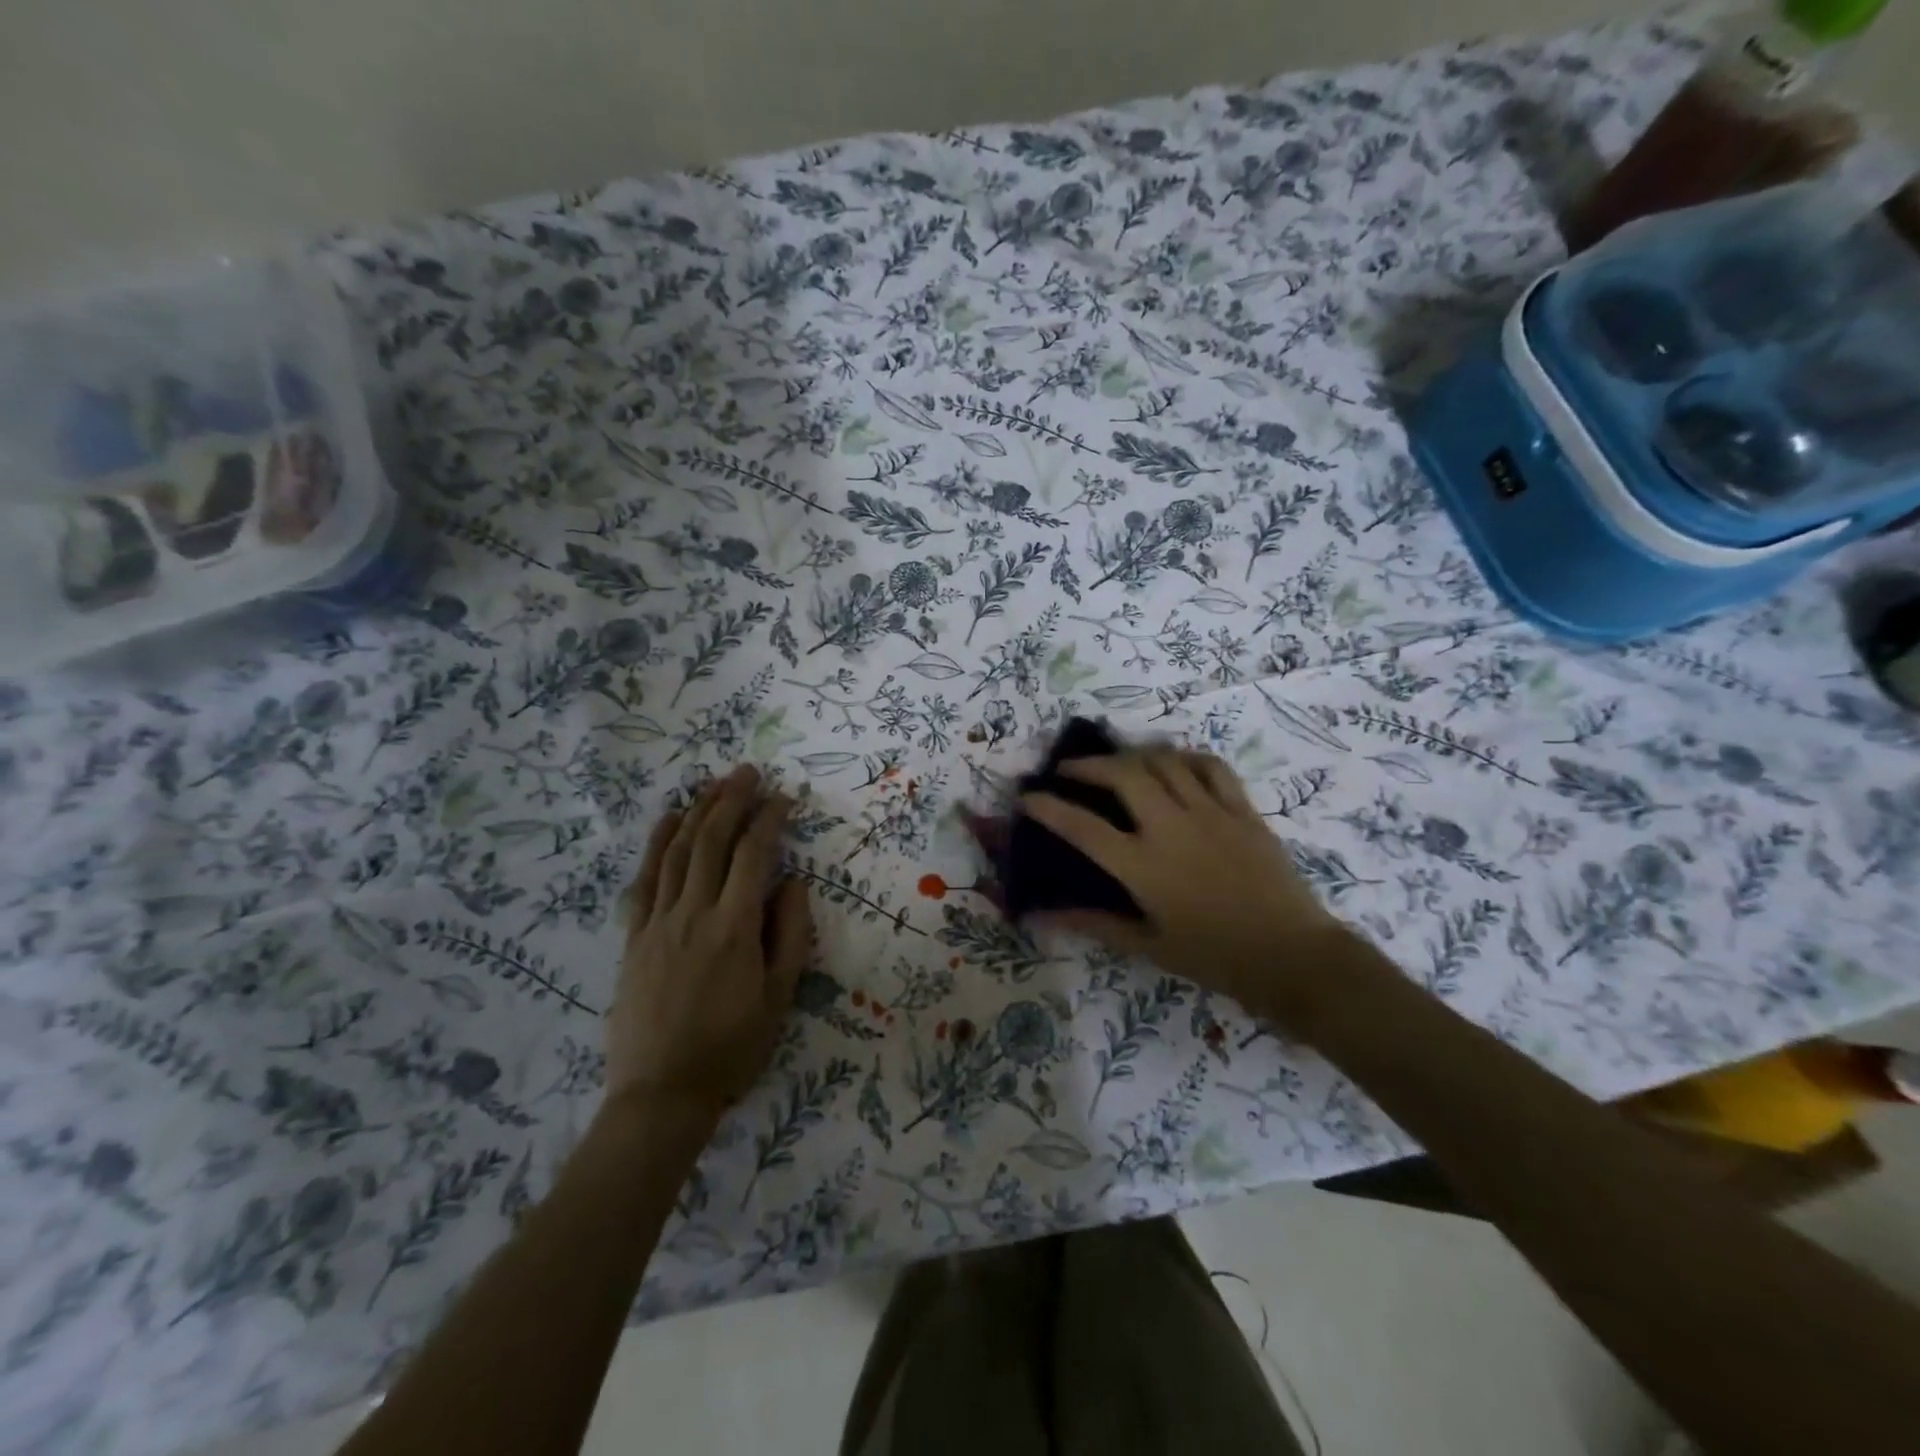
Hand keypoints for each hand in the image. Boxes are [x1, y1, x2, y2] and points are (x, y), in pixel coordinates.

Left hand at [606, 765, 814, 1127]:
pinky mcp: (634, 936)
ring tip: (714, 783)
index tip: (785, 797)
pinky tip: (668, 819)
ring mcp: (657, 922)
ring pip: (677, 851)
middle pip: (711, 841)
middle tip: (748, 772)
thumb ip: (789, 934)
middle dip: (732, 800)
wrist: (661, 1094)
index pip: (753, 855)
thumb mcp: (779, 996)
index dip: (770, 819)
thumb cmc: (732, 1048)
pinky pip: (644, 878)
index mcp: (734, 928)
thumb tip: (792, 882)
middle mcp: (693, 913)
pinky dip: (657, 842)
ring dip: (697, 811)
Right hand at [1020, 748, 1348, 1024]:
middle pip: (1122, 775)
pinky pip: (1209, 766)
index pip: (1081, 826)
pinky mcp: (1241, 809)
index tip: (1027, 795)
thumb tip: (1042, 915)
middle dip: (1088, 765)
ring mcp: (1209, 812)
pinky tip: (1173, 764)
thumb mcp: (1147, 945)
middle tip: (1070, 769)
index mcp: (1142, 865)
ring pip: (1163, 761)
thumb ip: (1093, 922)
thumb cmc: (1213, 956)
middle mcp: (1170, 827)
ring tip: (1117, 762)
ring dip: (1132, 755)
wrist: (1291, 955)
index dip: (1048, 807)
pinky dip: (1184, 757)